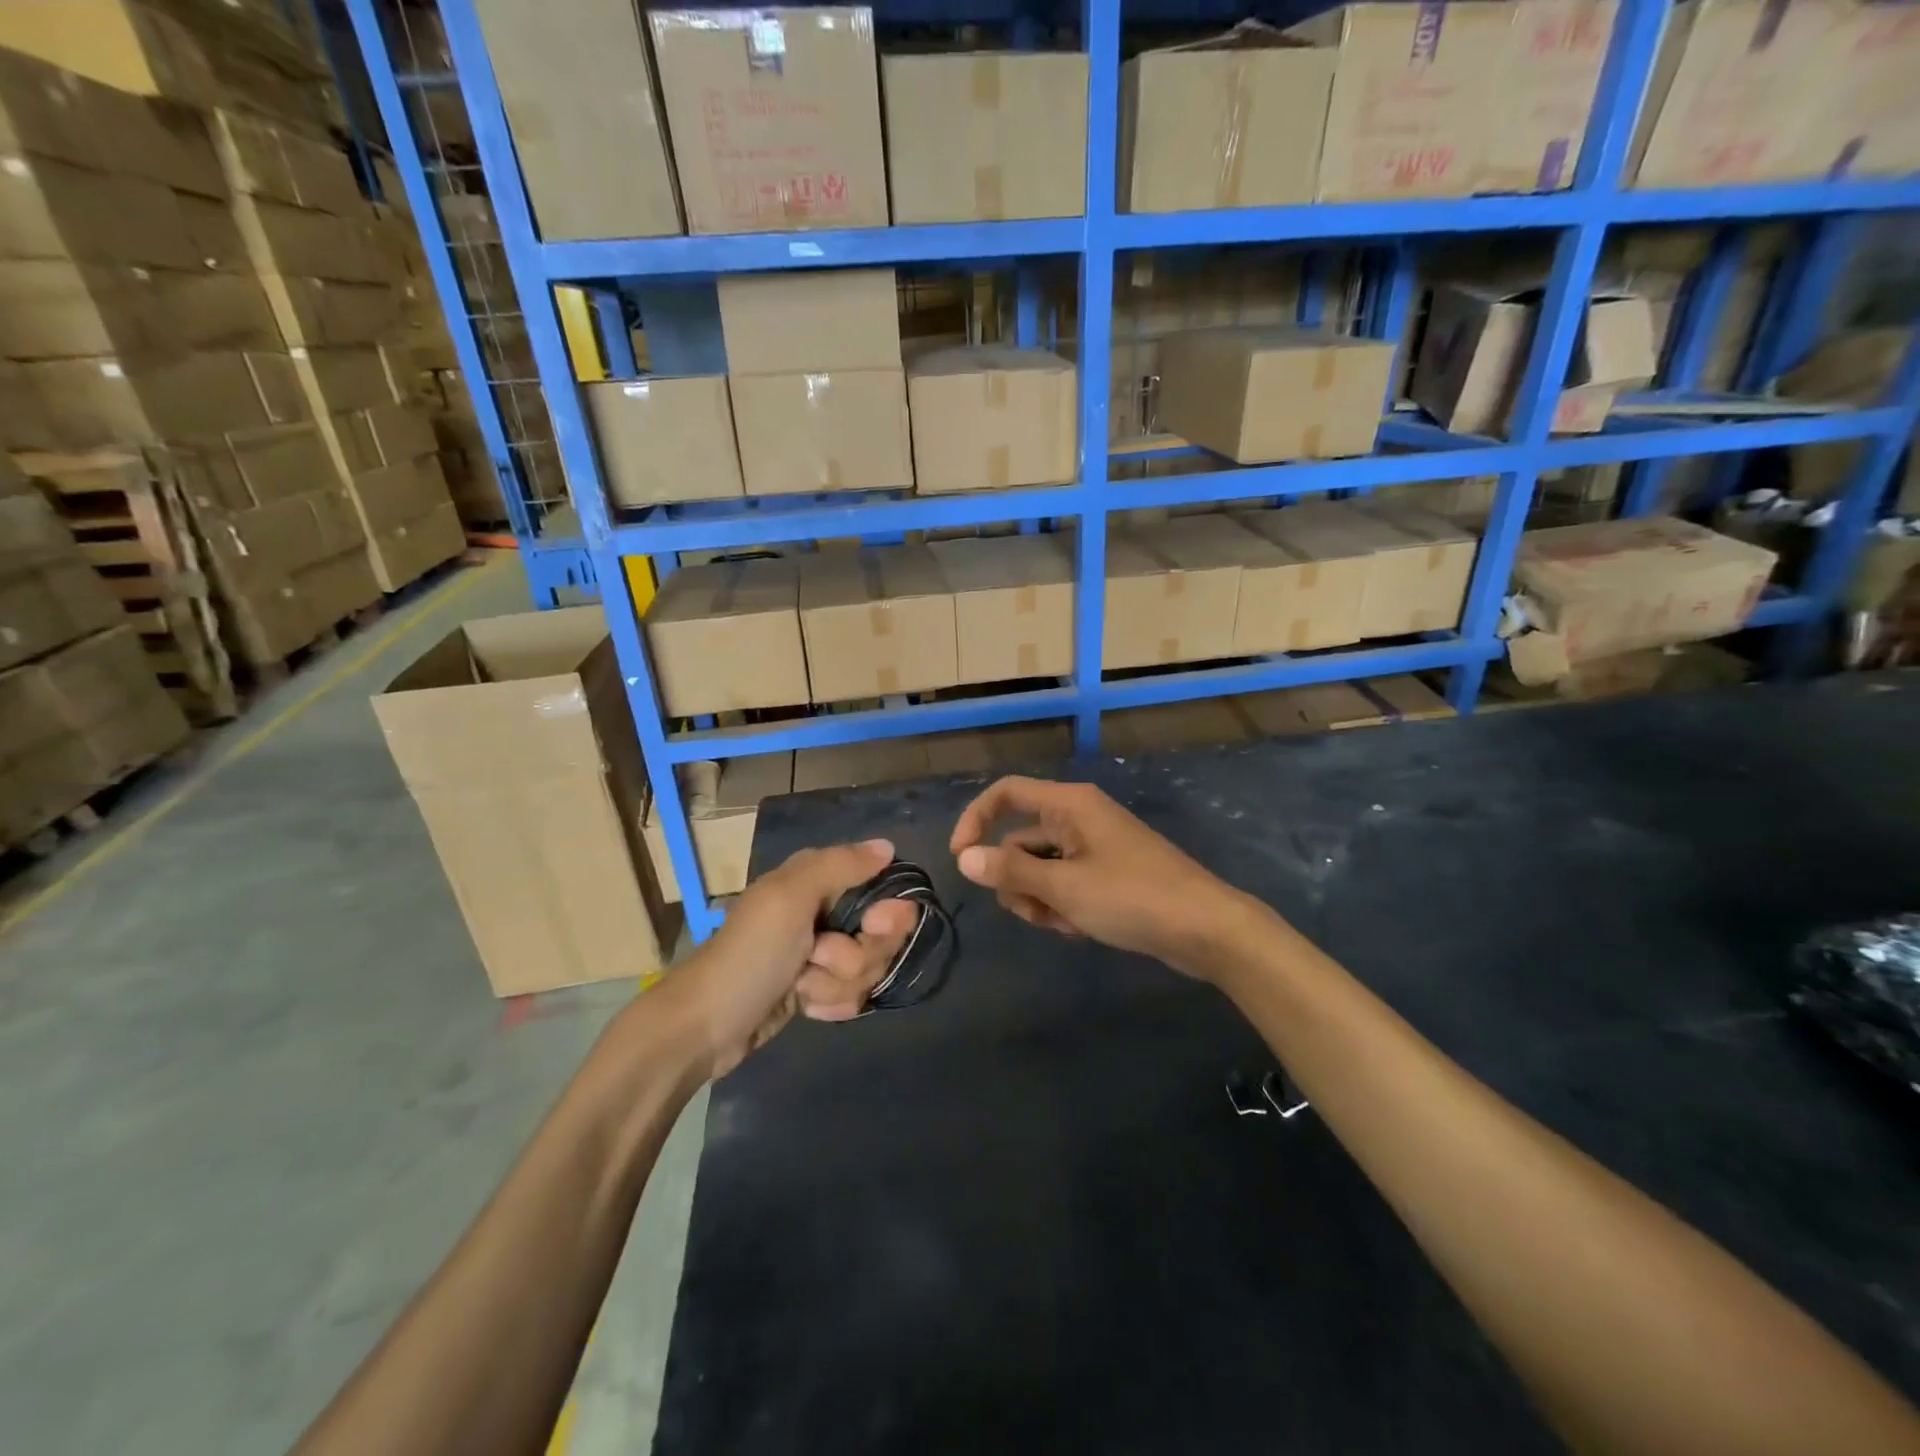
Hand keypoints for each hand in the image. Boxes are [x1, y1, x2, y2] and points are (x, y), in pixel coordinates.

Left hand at [676, 839, 917, 1077]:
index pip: (883, 889)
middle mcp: (825, 912)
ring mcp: (822, 954)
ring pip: (868, 969)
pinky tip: (805, 1006)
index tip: (871, 927)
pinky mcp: (818, 989)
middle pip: (881, 936)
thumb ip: (841, 866)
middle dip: (856, 956)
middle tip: (818, 958)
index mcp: (817, 880)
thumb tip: (888, 847)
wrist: (706, 1026)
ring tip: (801, 987)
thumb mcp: (791, 898)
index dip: (887, 914)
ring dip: (837, 984)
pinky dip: (830, 1003)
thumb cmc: (751, 954)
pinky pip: (852, 995)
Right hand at [949, 776, 1254, 977]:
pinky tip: (1080, 929)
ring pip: (1040, 868)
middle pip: (1019, 841)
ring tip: (1064, 924)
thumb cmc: (1133, 898)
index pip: (1005, 793)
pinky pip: (1064, 883)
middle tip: (1036, 912)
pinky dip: (1062, 906)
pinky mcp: (1106, 874)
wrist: (1205, 928)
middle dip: (1017, 880)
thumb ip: (1011, 871)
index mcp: (1069, 805)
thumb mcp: (1064, 887)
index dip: (975, 820)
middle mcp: (1078, 818)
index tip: (960, 860)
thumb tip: (964, 858)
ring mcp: (1093, 847)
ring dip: (1039, 899)